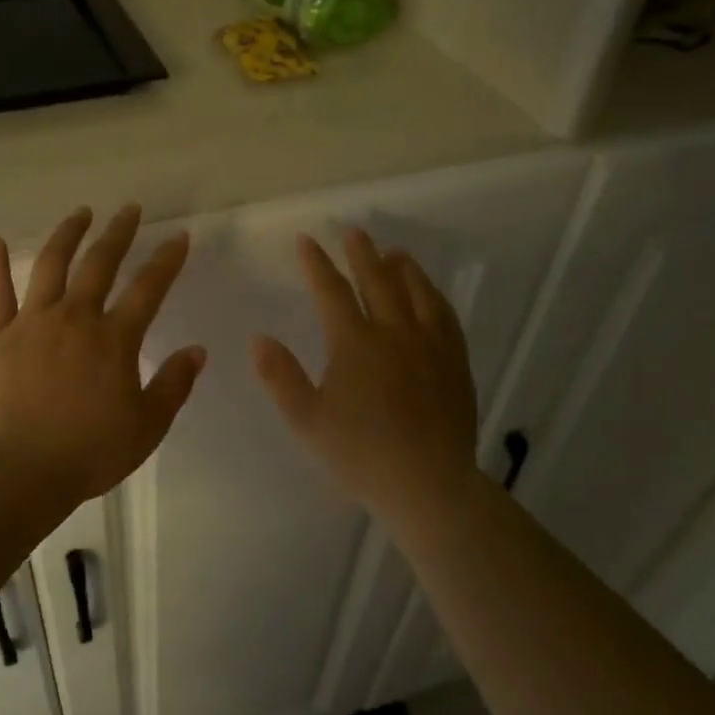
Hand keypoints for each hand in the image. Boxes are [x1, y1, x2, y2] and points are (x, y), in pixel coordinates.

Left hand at [0, 205, 206, 502]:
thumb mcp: (147, 425)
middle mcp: (74, 319)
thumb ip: (174, 385)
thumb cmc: (90, 452)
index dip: (166, 260)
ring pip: (51, 266)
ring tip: (80, 213)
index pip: (148, 288)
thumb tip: (197, 350)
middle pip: (99, 264)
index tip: (178, 236)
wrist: (20, 470)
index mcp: (114, 339)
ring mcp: (32, 324)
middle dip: (118, 233)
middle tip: (129, 209)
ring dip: (67, 235)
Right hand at [252, 228, 483, 519]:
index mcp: (355, 343)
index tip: (306, 240)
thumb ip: (280, 375)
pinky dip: (434, 296)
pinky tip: (431, 294)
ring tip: (395, 253)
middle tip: (353, 231)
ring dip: (403, 268)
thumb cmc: (358, 453)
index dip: (316, 263)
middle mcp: (395, 333)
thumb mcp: (306, 418)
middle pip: (378, 281)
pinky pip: (446, 316)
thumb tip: (258, 338)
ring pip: (418, 293)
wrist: (426, 483)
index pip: (332, 291)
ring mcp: (430, 346)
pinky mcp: (455, 362)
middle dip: (362, 253)